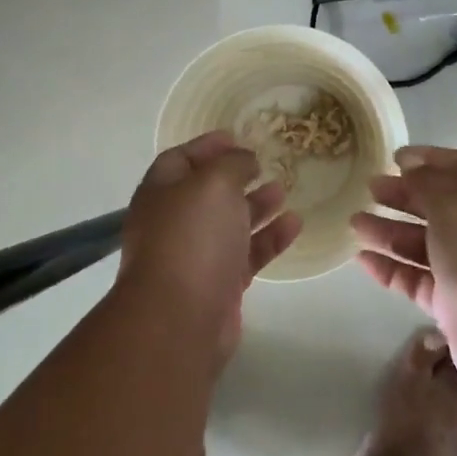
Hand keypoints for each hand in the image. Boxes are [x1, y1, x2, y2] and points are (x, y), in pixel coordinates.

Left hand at [119, 131, 300, 361]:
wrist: (180, 318)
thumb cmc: (192, 238)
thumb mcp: (214, 184)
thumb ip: (232, 164)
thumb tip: (244, 160)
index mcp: (161, 192)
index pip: (180, 159)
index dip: (207, 146)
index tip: (238, 137)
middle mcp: (175, 222)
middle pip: (207, 192)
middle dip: (236, 176)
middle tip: (266, 164)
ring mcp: (196, 255)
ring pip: (230, 223)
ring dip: (257, 205)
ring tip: (284, 190)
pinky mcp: (219, 285)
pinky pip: (247, 254)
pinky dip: (270, 238)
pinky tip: (295, 225)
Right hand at [351, 146, 456, 402]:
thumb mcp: (456, 208)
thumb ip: (429, 184)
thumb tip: (412, 169)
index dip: (431, 159)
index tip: (394, 158)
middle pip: (440, 205)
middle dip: (404, 195)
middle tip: (369, 189)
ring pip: (424, 244)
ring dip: (390, 231)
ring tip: (355, 223)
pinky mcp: (455, 306)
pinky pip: (417, 280)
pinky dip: (392, 268)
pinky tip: (363, 260)